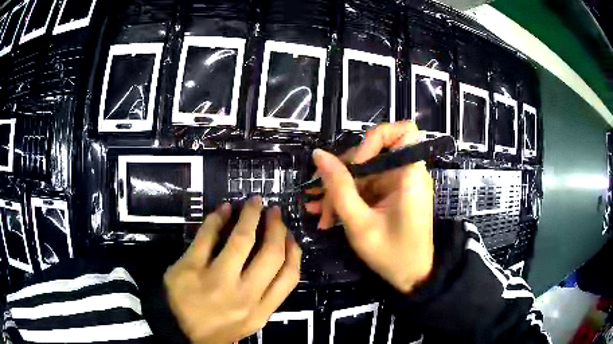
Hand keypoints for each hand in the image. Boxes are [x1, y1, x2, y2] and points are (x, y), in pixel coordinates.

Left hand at [164, 197, 301, 343]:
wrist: (176, 332)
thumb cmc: (214, 328)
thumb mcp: (247, 322)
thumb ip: (264, 298)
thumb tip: (272, 258)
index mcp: (259, 311)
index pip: (288, 277)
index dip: (293, 251)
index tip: (289, 235)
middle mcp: (243, 296)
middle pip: (270, 255)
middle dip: (276, 228)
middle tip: (274, 212)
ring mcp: (216, 281)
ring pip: (241, 241)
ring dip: (250, 216)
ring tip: (253, 203)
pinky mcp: (190, 268)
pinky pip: (207, 237)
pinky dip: (217, 218)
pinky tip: (223, 210)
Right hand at [305, 121, 433, 293]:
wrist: (412, 277)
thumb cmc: (392, 254)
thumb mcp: (359, 224)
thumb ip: (339, 188)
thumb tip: (319, 155)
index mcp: (410, 175)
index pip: (404, 130)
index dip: (377, 138)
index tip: (358, 163)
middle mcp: (406, 173)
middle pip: (372, 153)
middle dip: (343, 174)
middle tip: (320, 198)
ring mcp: (397, 184)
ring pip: (364, 172)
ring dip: (339, 190)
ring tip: (319, 212)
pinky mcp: (390, 195)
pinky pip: (366, 186)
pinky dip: (347, 198)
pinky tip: (326, 213)